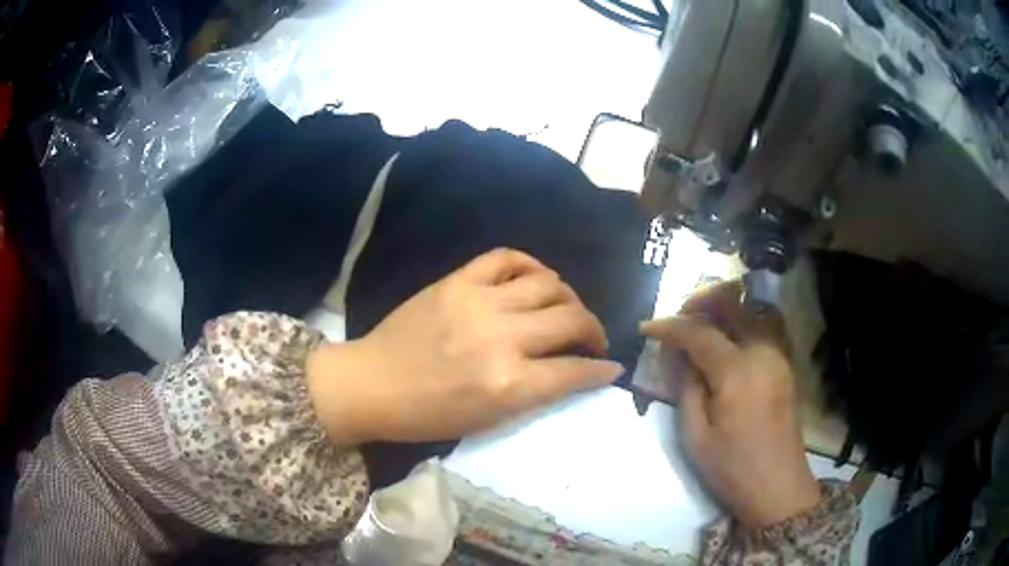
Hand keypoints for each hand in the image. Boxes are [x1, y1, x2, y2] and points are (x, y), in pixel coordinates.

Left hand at [307, 248, 624, 445]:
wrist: (371, 384)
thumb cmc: (427, 415)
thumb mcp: (488, 419)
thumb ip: (535, 393)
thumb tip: (575, 373)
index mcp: (508, 383)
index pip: (574, 370)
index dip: (600, 369)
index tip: (610, 367)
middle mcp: (501, 337)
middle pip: (571, 320)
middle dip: (593, 330)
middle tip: (591, 338)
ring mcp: (478, 302)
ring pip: (548, 284)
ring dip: (568, 298)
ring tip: (565, 310)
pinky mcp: (457, 281)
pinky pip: (507, 258)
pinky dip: (531, 265)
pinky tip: (535, 280)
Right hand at [640, 282, 820, 528]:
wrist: (777, 487)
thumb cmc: (732, 467)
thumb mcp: (696, 435)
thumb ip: (686, 387)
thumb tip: (677, 356)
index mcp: (737, 371)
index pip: (698, 332)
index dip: (669, 326)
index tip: (646, 328)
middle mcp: (763, 351)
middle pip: (732, 304)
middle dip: (700, 301)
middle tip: (677, 318)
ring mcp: (779, 355)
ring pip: (754, 308)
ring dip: (727, 306)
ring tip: (704, 322)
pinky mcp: (786, 364)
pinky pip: (767, 325)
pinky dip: (746, 318)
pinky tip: (731, 338)